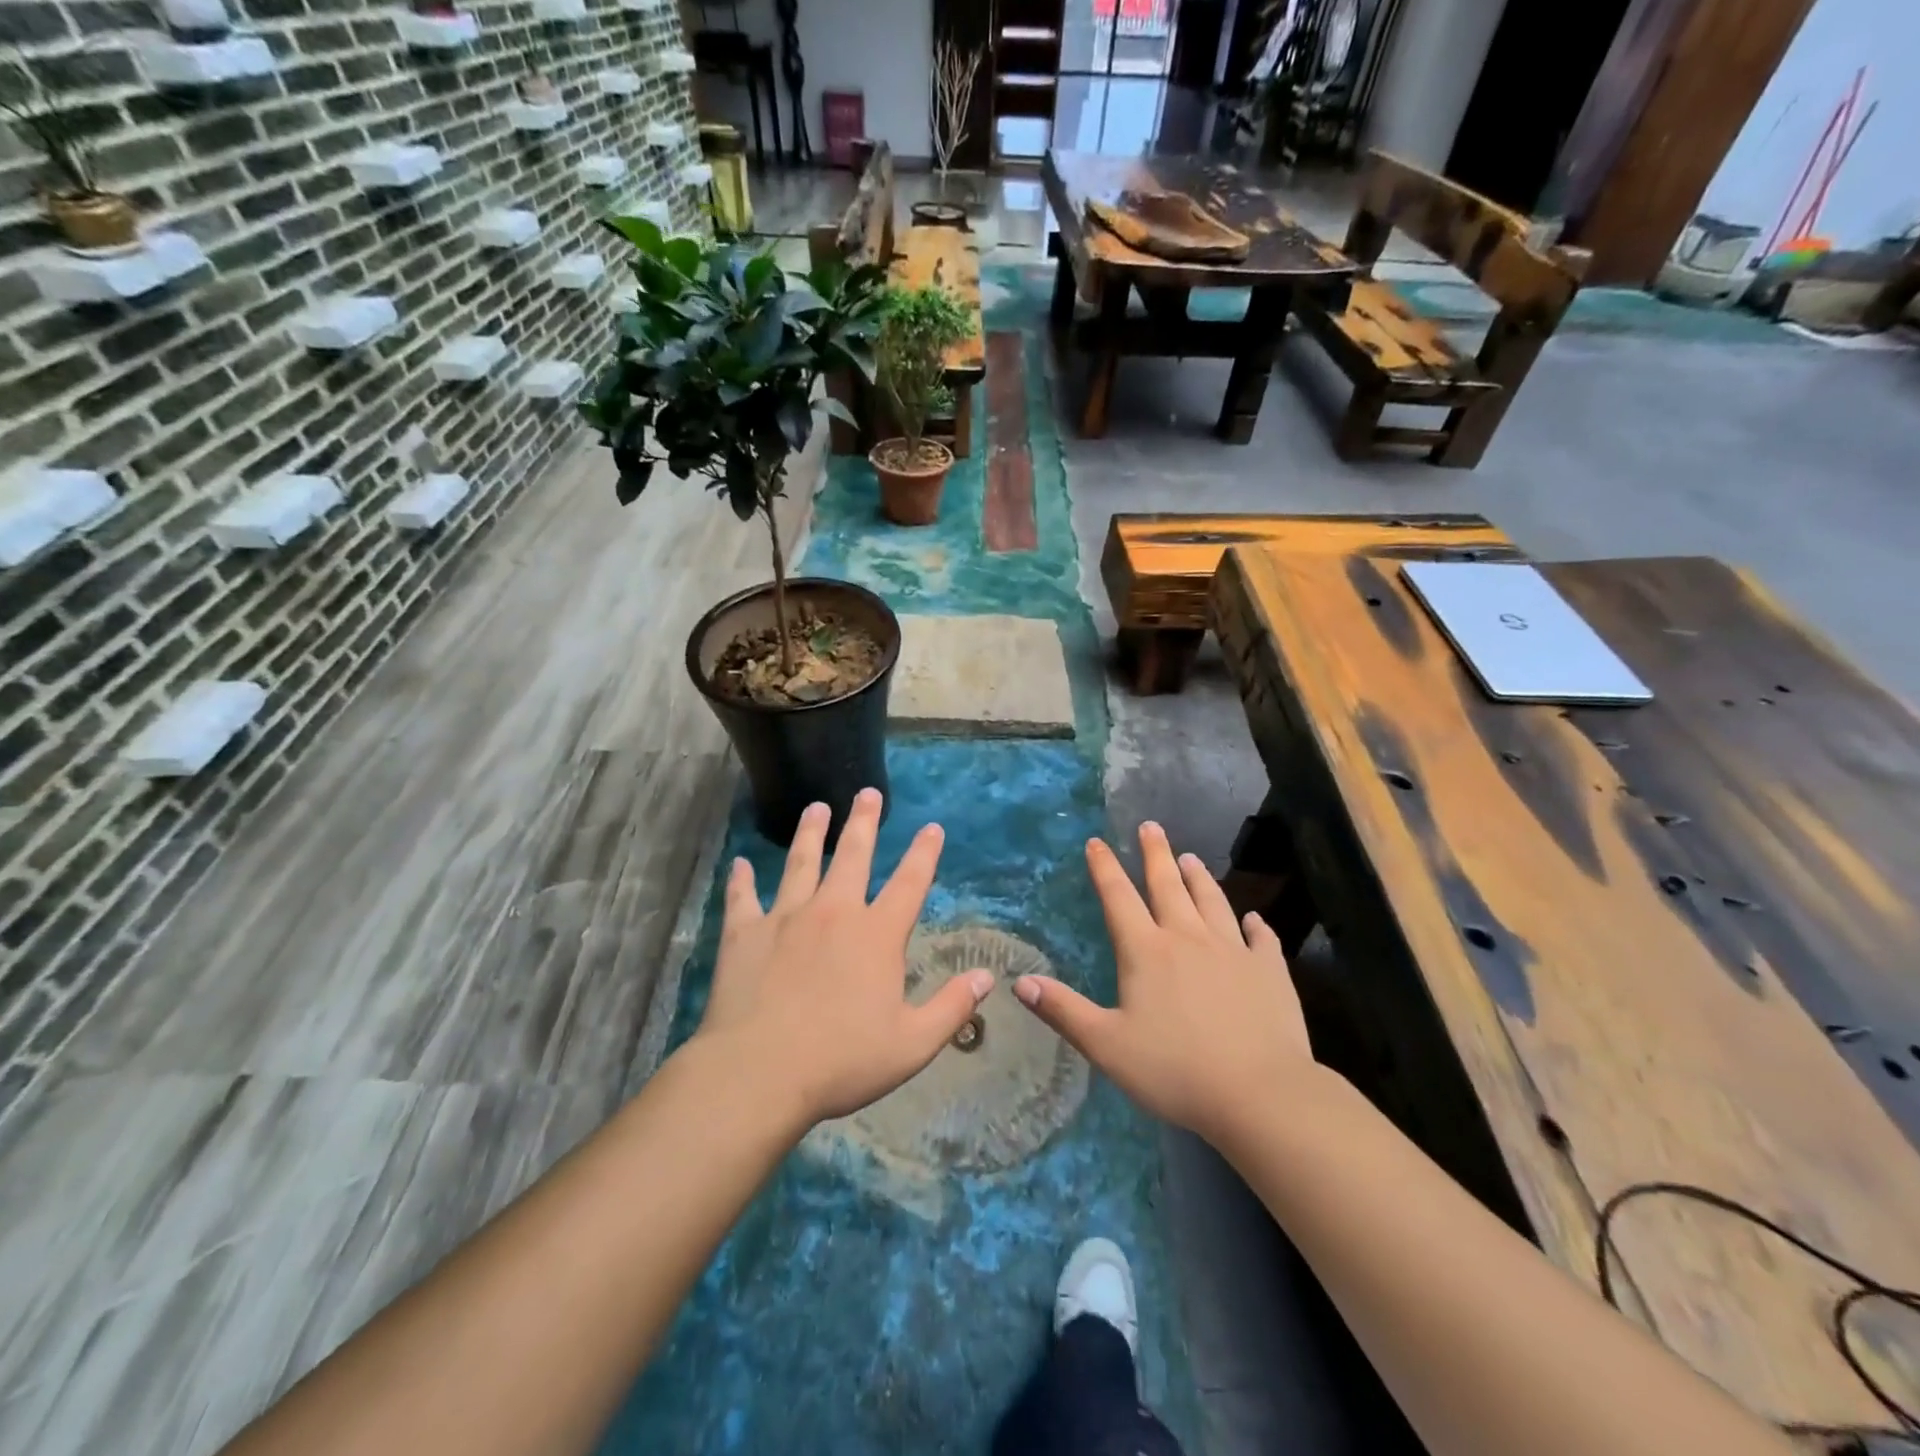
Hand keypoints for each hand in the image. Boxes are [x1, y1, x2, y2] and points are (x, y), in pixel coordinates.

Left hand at [692, 788, 992, 1125]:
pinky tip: (739, 864)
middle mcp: (834, 911)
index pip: (909, 882)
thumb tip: (987, 977)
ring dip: (809, 833)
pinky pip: (743, 897)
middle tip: (867, 793)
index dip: (924, 853)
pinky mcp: (745, 933)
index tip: (932, 827)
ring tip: (815, 808)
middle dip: (863, 821)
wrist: (760, 1072)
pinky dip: (741, 879)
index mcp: (877, 934)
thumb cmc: (842, 1060)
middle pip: (852, 855)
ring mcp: (786, 917)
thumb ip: (952, 1006)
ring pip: (800, 862)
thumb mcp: (912, 1043)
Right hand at [1013, 821, 1315, 1146]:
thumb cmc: (1175, 1070)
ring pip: (1212, 902)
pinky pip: (1261, 939)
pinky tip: (1254, 919)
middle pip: (1168, 885)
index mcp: (1146, 951)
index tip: (1097, 842)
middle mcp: (1188, 938)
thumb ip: (1063, 1010)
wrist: (1260, 1093)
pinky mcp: (1269, 971)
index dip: (1105, 867)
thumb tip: (1019, 982)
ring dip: (1199, 878)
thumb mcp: (1106, 1045)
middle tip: (1151, 826)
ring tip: (1190, 858)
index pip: (1119, 897)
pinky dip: (1255, 925)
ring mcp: (1233, 951)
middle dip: (1156, 854)